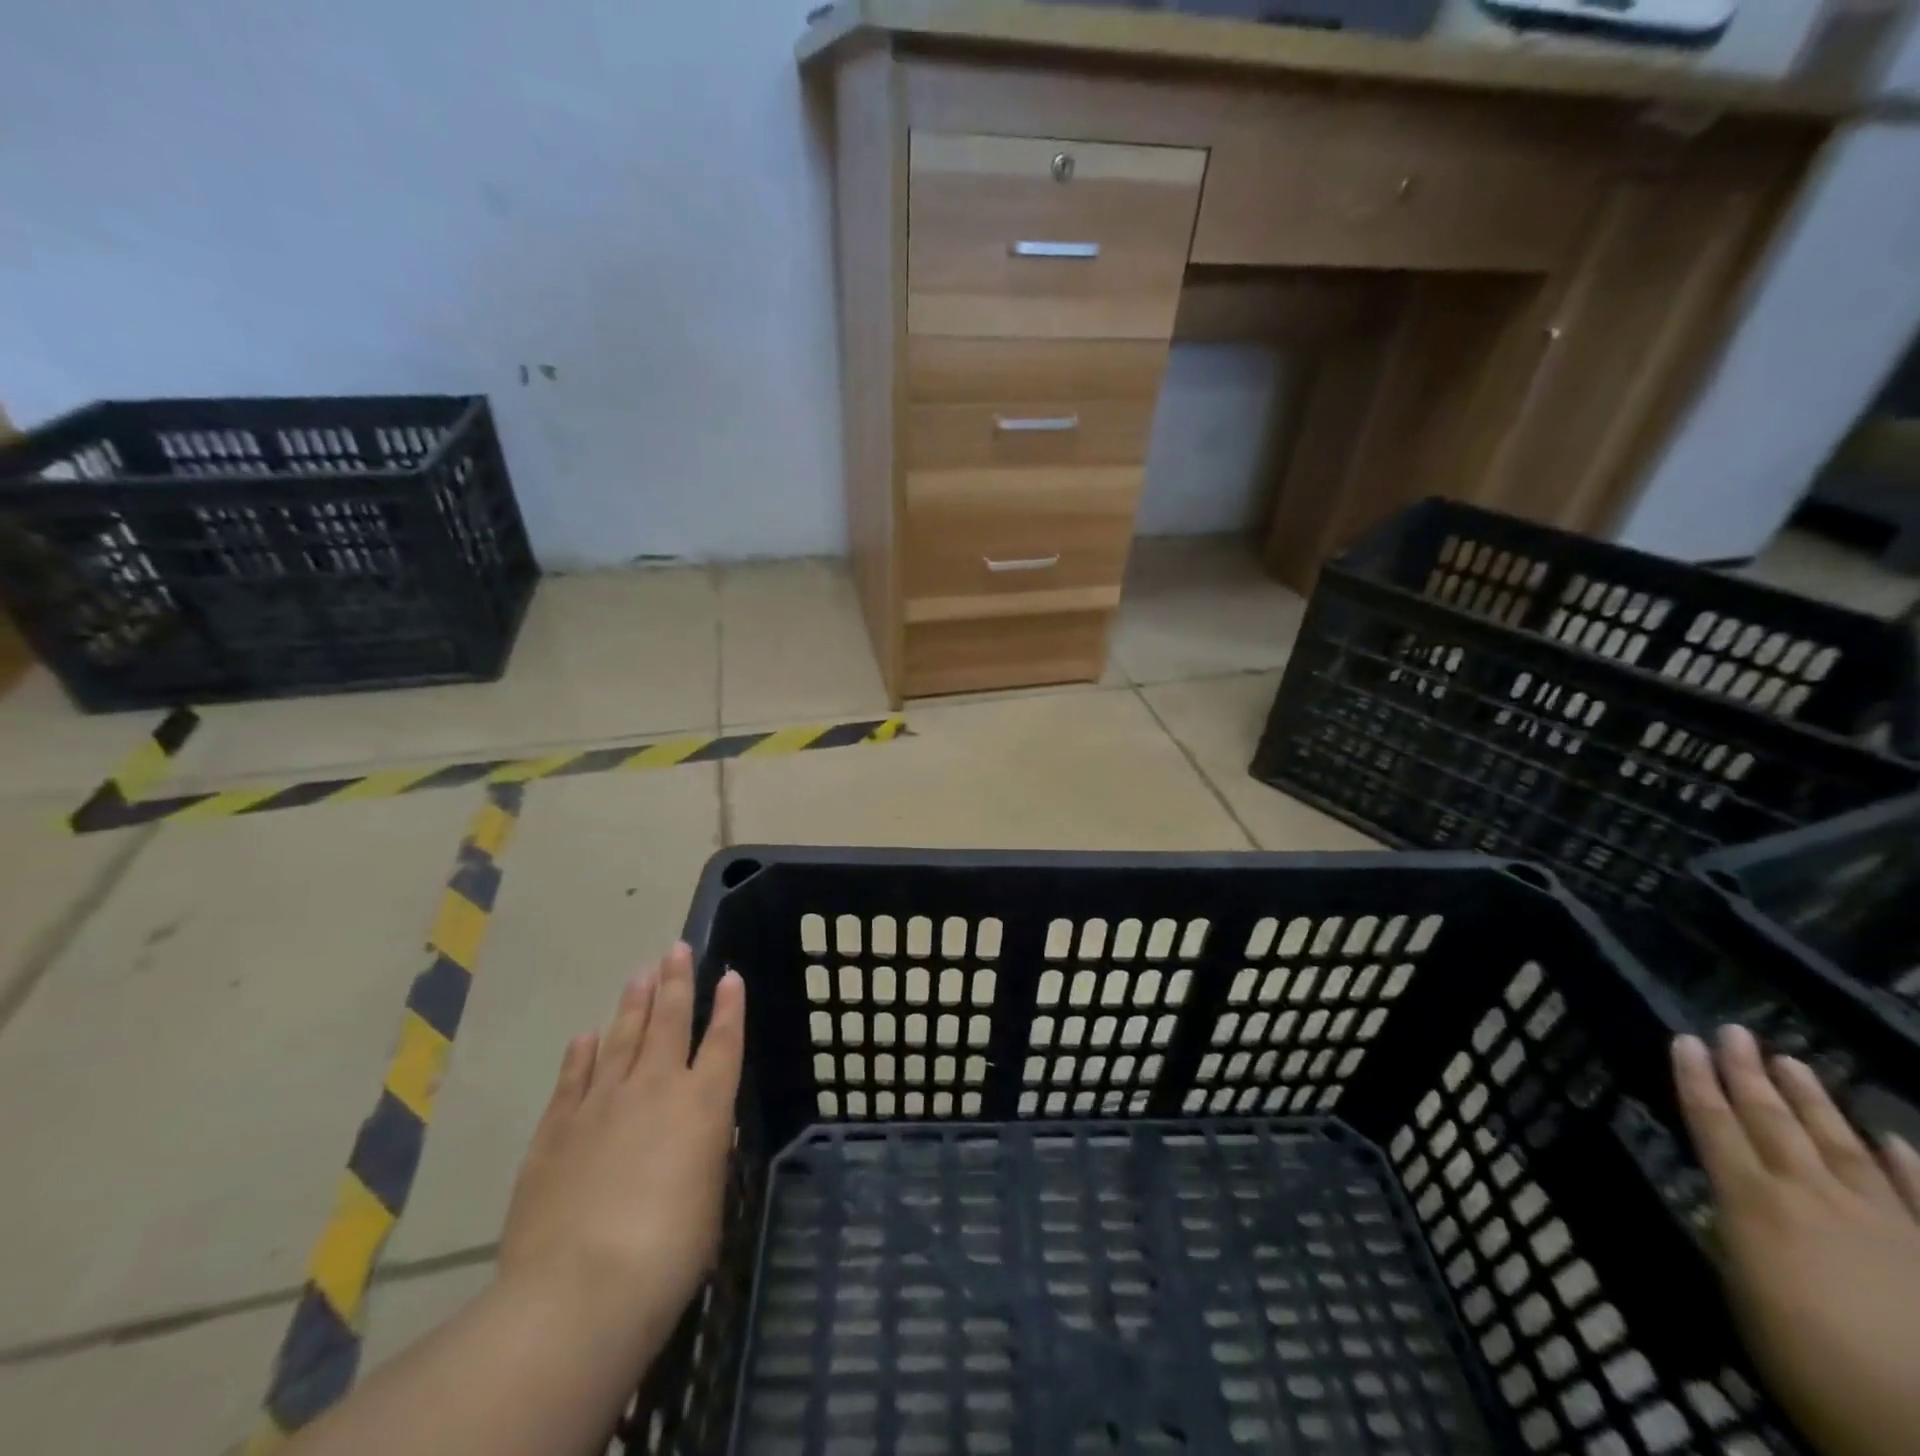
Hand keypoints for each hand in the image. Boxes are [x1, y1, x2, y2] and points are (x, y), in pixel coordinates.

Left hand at [499, 943, 744, 1346]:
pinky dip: (581, 1054)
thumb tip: (697, 1136)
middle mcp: (656, 1089)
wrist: (580, 1287)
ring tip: (640, 974)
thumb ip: (703, 1158)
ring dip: (633, 1004)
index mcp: (704, 1105)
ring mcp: (602, 1103)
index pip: (723, 1041)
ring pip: (622, 1038)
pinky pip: (573, 1078)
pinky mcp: (556, 1129)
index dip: (729, 1006)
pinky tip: (585, 1036)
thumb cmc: (668, 1252)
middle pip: (669, 1021)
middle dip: (676, 982)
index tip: (730, 975)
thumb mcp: (707, 1202)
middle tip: (677, 949)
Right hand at [1673, 1025, 1919, 1455]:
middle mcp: (1813, 1196)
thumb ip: (1739, 1237)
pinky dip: (1907, 1165)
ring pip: (1840, 1145)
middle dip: (1748, 1074)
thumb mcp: (1744, 1293)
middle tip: (1734, 1031)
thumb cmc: (1806, 1361)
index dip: (1696, 1081)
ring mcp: (1885, 1223)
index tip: (1684, 1041)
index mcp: (1754, 1203)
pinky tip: (1895, 1139)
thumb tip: (1734, 1204)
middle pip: (1773, 1122)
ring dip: (1813, 1101)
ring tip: (1792, 1062)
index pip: (1714, 1124)